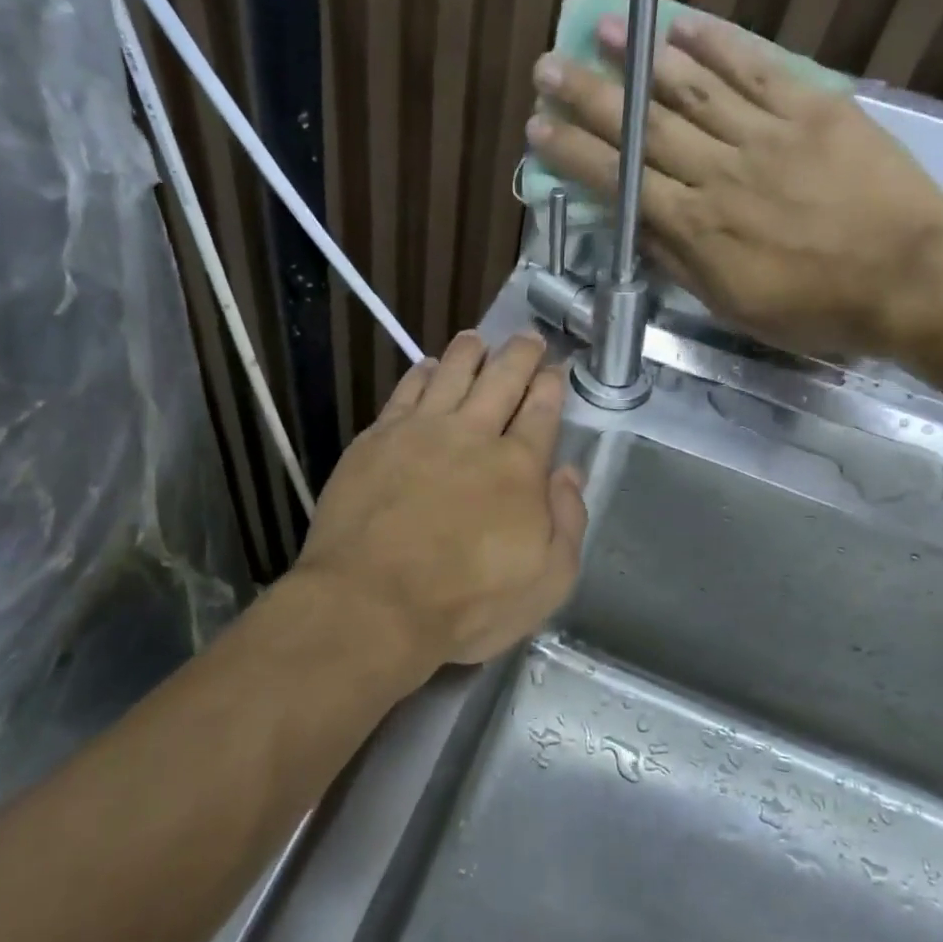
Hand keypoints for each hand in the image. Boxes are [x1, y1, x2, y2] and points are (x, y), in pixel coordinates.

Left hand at [292, 331, 586, 674]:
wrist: (373, 603)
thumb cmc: (467, 603)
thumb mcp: (547, 582)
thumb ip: (567, 521)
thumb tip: (569, 473)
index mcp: (519, 467)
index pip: (541, 412)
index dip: (551, 386)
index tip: (555, 369)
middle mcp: (473, 435)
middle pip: (502, 379)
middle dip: (520, 355)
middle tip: (528, 338)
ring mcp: (420, 431)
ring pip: (452, 373)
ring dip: (470, 352)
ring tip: (478, 339)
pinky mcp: (376, 439)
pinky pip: (405, 391)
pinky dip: (422, 372)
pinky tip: (428, 366)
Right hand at [526, 13, 942, 358]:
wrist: (906, 280)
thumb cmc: (812, 308)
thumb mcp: (730, 303)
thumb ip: (678, 261)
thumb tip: (635, 226)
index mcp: (696, 226)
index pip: (620, 180)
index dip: (574, 153)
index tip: (539, 128)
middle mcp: (719, 172)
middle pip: (644, 127)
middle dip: (591, 96)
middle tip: (549, 66)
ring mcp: (766, 135)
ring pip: (693, 89)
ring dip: (644, 58)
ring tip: (607, 28)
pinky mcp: (813, 109)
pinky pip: (758, 70)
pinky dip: (719, 44)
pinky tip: (684, 25)